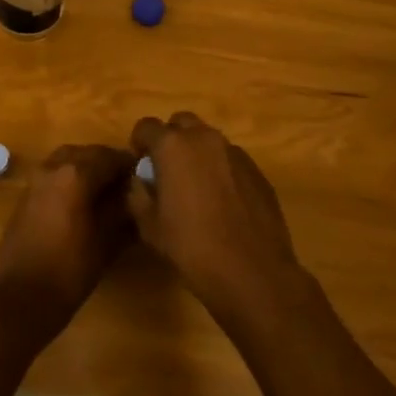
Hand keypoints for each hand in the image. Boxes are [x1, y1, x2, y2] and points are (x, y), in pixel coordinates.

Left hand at [0, 144, 136, 330]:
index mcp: (76, 174)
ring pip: (66, 160)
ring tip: (103, 191)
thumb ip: (121, 210)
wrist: (23, 297)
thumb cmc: (71, 270)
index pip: (109, 157)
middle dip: (106, 163)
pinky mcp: (25, 195)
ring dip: (85, 168)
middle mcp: (53, 168)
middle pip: (86, 153)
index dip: (128, 164)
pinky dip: (68, 179)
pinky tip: (79, 202)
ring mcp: (35, 180)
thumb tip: (132, 194)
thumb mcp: (107, 241)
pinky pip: (52, 175)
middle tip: (124, 183)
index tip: (142, 176)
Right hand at [128, 113, 307, 326]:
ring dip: (197, 153)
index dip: (139, 143)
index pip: (146, 126)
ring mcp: (234, 152)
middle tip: (167, 170)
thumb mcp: (150, 227)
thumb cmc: (192, 249)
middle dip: (171, 139)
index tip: (141, 165)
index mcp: (173, 147)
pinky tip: (222, 202)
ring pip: (208, 139)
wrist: (253, 273)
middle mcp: (204, 138)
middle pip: (181, 123)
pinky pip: (230, 159)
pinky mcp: (256, 170)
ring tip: (196, 187)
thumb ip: (138, 195)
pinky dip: (220, 169)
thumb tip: (141, 181)